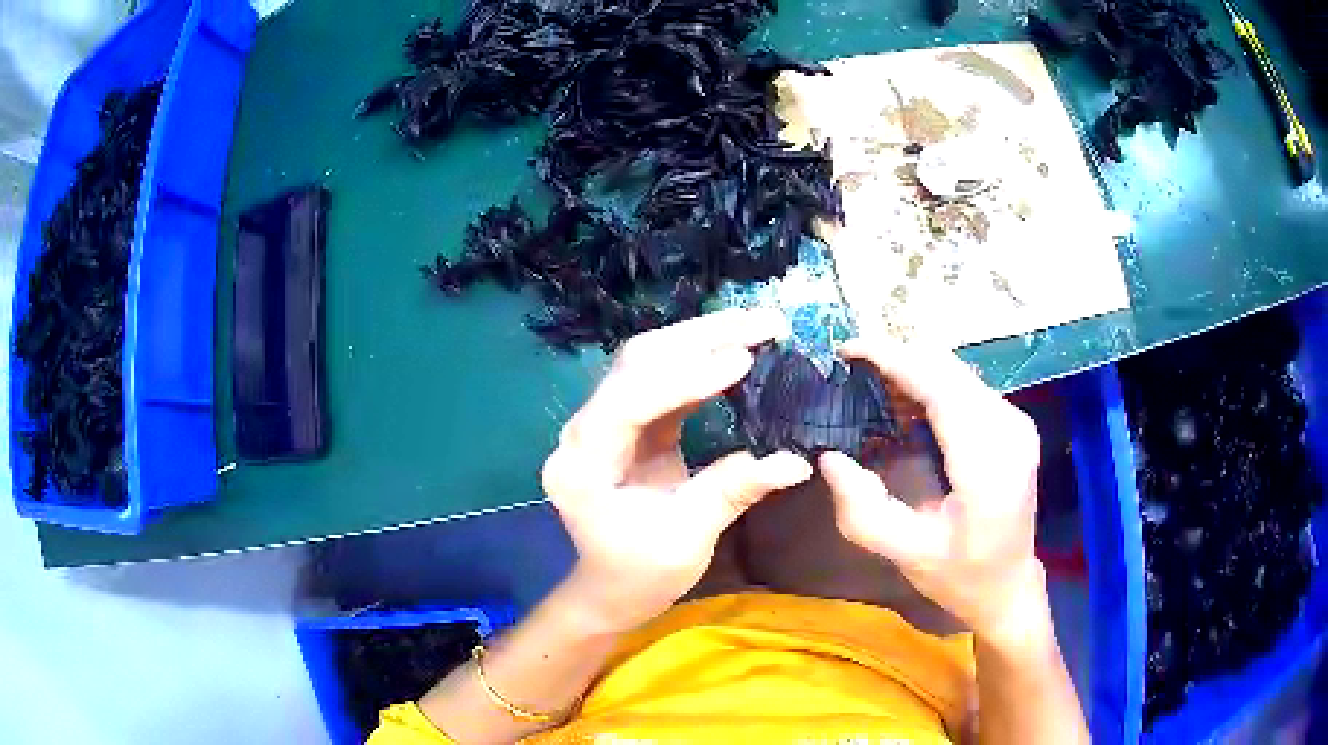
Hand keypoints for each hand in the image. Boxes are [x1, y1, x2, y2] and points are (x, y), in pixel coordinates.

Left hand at [541, 310, 812, 632]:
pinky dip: (701, 362)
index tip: (743, 360)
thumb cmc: (641, 574)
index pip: (628, 401)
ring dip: (704, 339)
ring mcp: (602, 421)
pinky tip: (738, 351)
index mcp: (582, 465)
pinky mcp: (627, 422)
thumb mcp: (689, 538)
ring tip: (759, 327)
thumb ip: (734, 490)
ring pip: (649, 360)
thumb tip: (797, 461)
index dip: (684, 377)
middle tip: (764, 325)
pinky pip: (662, 379)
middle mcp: (582, 431)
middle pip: (637, 363)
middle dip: (701, 338)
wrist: (612, 588)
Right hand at [819, 337, 1044, 641]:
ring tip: (872, 393)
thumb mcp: (906, 555)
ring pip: (956, 370)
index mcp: (988, 467)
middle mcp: (1010, 431)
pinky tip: (905, 407)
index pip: (942, 389)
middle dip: (897, 360)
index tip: (848, 349)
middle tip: (851, 376)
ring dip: (912, 371)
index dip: (895, 360)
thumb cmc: (960, 576)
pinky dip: (930, 384)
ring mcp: (1016, 422)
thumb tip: (829, 457)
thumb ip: (864, 512)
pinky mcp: (1013, 422)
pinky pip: (965, 385)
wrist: (1009, 585)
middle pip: (949, 369)